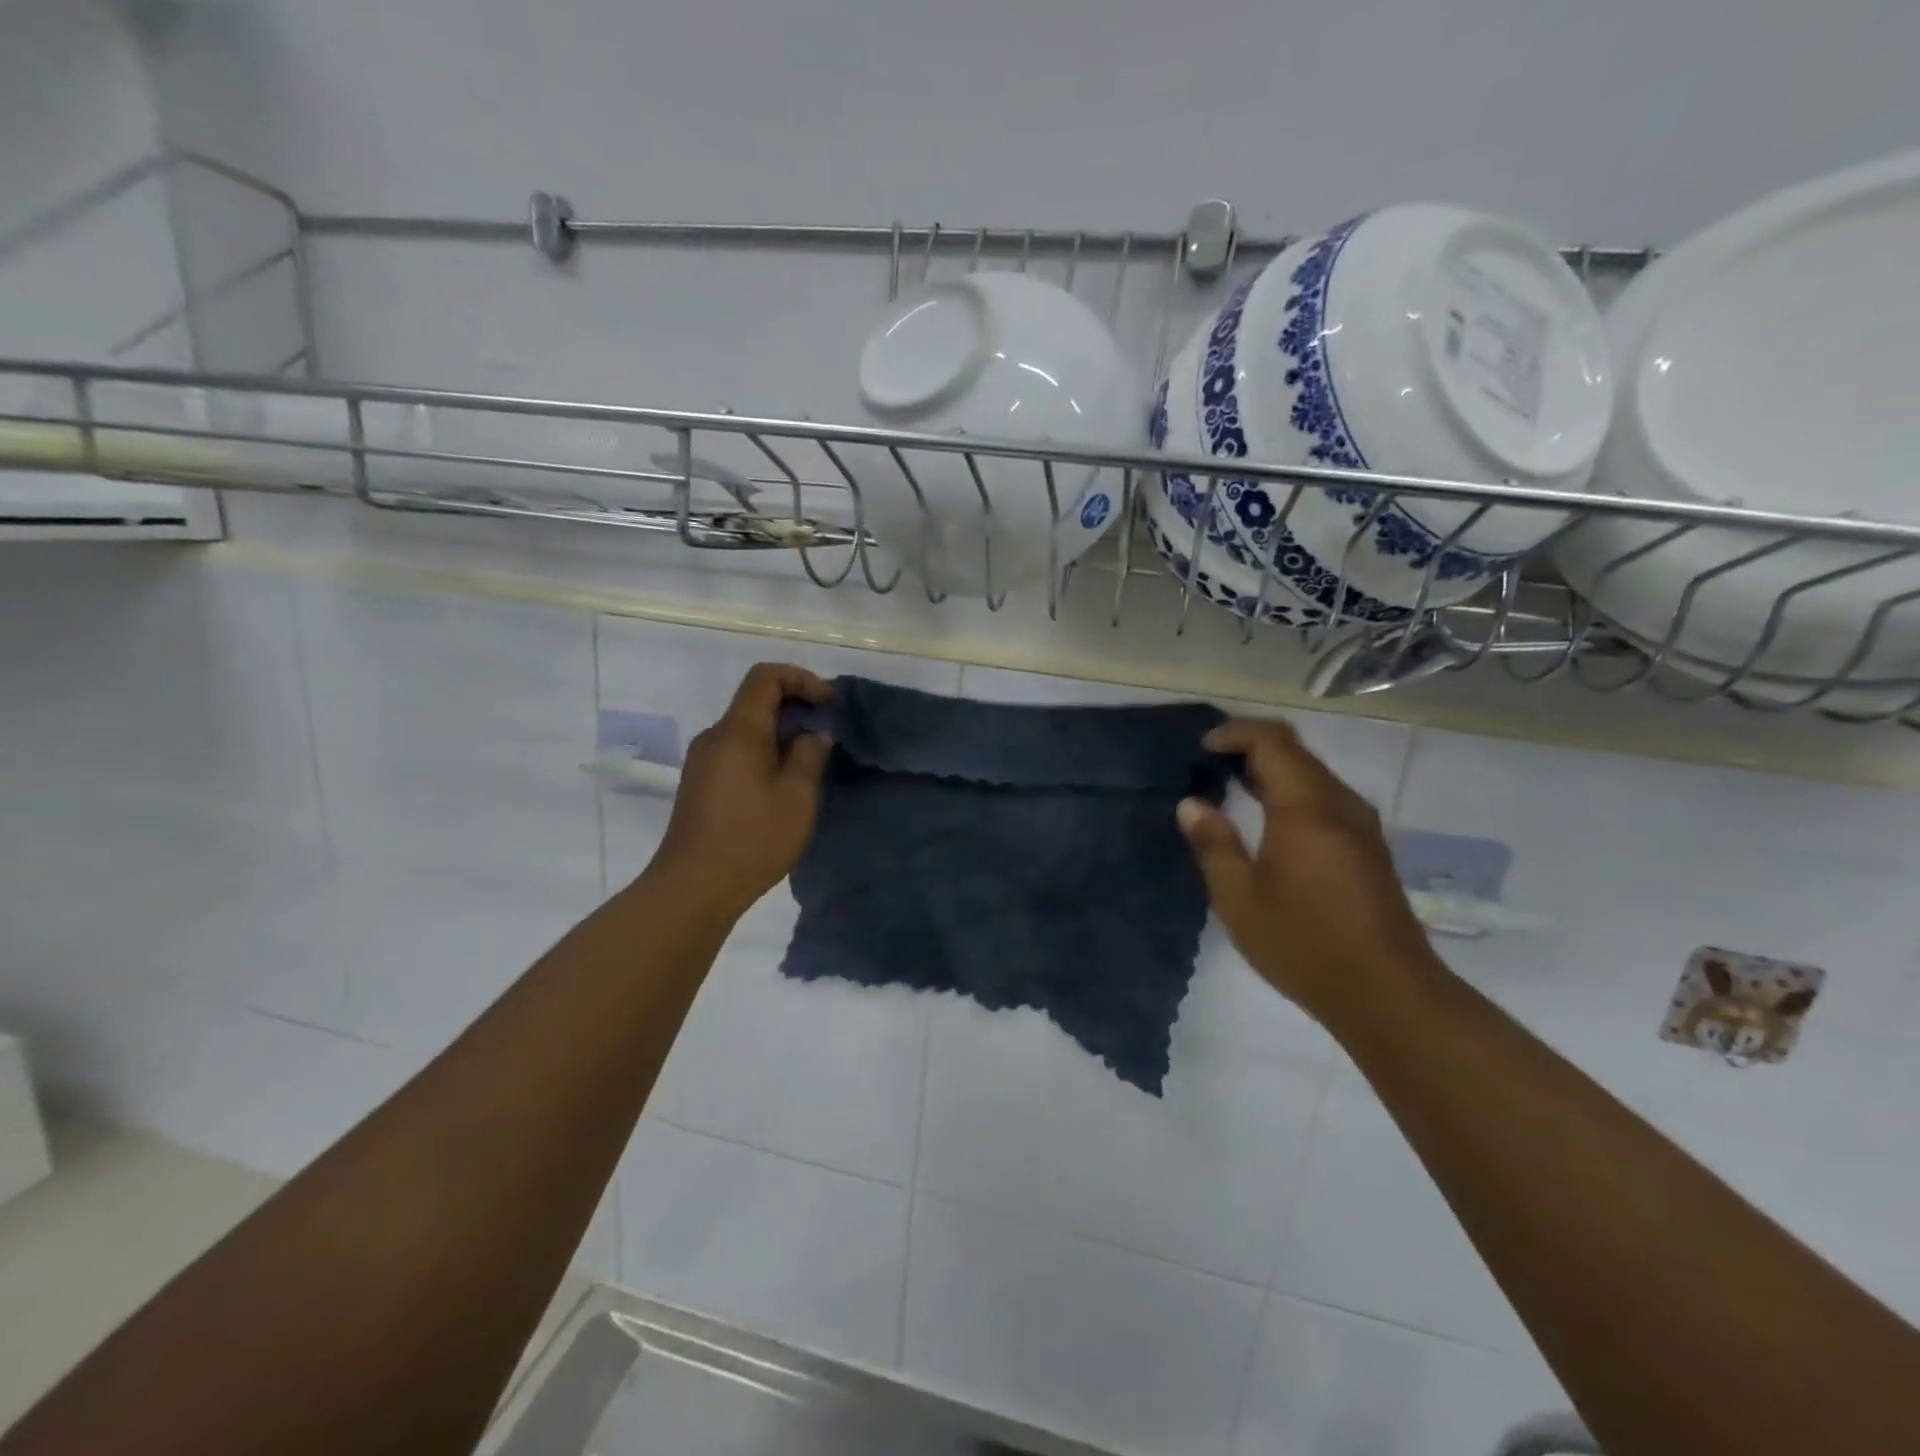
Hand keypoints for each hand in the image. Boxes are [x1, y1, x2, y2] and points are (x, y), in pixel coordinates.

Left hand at [648, 663, 834, 919]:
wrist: (692, 888)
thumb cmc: (751, 839)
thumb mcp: (797, 797)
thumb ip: (810, 756)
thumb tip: (814, 733)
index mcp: (738, 731)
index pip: (765, 677)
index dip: (802, 679)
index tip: (830, 703)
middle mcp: (715, 736)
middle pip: (756, 700)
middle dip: (796, 706)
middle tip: (829, 732)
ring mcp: (703, 761)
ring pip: (747, 728)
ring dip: (782, 732)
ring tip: (812, 761)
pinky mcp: (701, 784)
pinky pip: (737, 751)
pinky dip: (766, 751)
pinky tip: (784, 783)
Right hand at [1176, 717, 1441, 1025]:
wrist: (1387, 993)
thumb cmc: (1304, 943)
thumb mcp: (1239, 897)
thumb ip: (1214, 844)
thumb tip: (1191, 804)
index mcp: (1306, 808)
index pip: (1273, 741)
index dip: (1235, 733)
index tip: (1202, 748)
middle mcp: (1340, 805)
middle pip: (1296, 752)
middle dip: (1251, 748)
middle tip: (1210, 765)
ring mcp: (1361, 826)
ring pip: (1314, 775)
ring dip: (1273, 771)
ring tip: (1232, 789)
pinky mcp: (1369, 849)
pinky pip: (1327, 799)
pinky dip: (1292, 793)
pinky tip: (1270, 823)